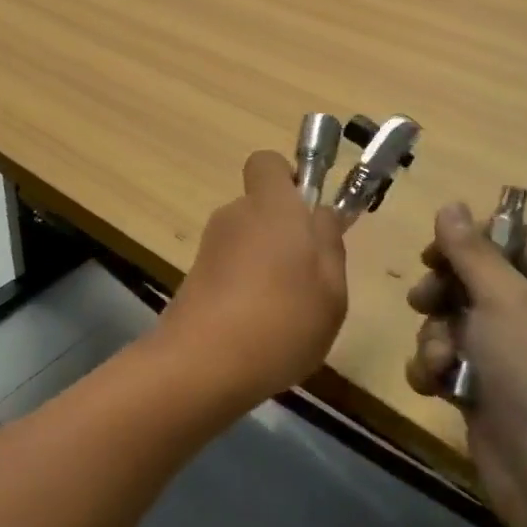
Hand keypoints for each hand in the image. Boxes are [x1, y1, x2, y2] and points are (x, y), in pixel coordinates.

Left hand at [163, 150, 348, 406]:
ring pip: (248, 241)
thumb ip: (329, 244)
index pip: (267, 162)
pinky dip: (246, 288)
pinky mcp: (195, 278)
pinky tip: (260, 328)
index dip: (288, 179)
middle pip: (262, 208)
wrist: (203, 364)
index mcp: (272, 207)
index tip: (308, 213)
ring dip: (267, 264)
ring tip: (287, 312)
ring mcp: (210, 247)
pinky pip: (231, 269)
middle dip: (285, 232)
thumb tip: (320, 214)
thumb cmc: (282, 321)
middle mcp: (235, 216)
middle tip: (311, 277)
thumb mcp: (331, 289)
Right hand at [404, 203, 526, 526]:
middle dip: (442, 291)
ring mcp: (511, 354)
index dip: (471, 239)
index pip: (512, 239)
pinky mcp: (486, 387)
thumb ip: (471, 250)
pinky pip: (447, 358)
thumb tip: (451, 204)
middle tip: (425, 301)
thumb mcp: (504, 298)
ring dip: (434, 336)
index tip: (436, 251)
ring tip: (439, 359)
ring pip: (452, 319)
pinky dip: (435, 368)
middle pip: (474, 278)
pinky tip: (435, 385)